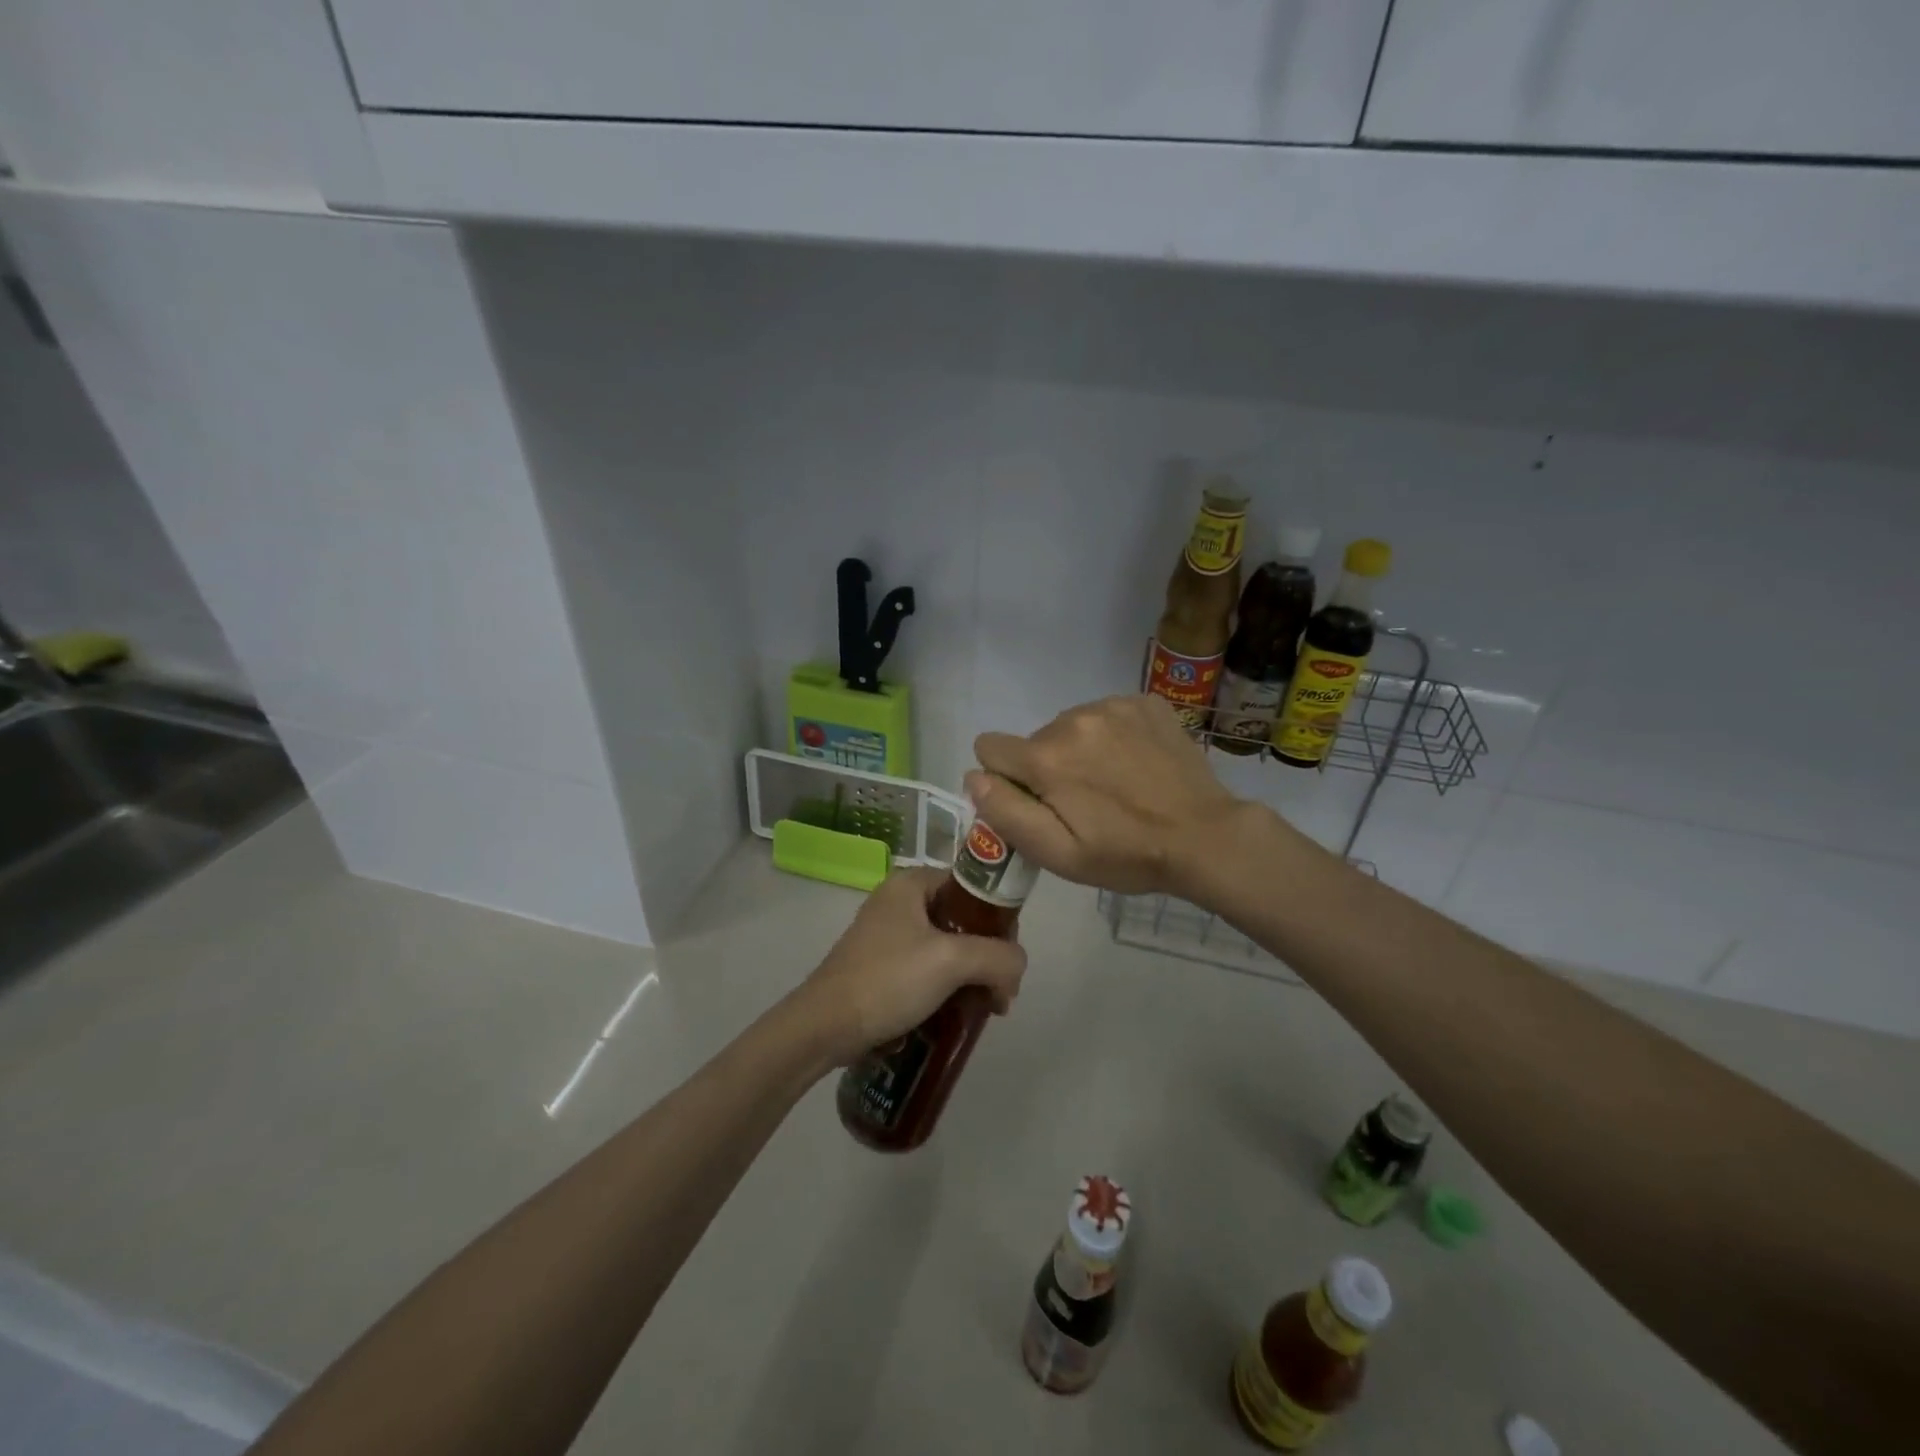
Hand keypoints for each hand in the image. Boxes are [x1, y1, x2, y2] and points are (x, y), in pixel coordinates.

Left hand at [793, 867, 1027, 1065]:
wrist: (824, 1027)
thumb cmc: (888, 980)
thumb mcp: (952, 961)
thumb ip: (998, 956)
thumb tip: (1017, 969)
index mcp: (912, 883)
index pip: (973, 887)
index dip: (1000, 919)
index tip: (1009, 958)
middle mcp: (899, 900)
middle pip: (963, 919)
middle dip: (988, 956)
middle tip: (1000, 993)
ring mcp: (888, 933)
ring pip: (948, 946)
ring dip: (971, 975)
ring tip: (984, 1009)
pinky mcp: (881, 965)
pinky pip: (928, 967)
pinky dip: (947, 986)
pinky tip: (955, 1014)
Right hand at [968, 695, 1247, 897]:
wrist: (1205, 837)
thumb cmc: (1127, 854)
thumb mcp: (1058, 854)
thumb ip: (1006, 812)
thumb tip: (974, 776)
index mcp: (1046, 757)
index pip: (989, 748)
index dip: (1005, 779)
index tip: (1036, 802)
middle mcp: (1072, 718)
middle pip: (1034, 740)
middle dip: (1047, 768)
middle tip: (1084, 802)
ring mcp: (1112, 705)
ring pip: (1070, 725)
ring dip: (1079, 750)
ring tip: (1114, 783)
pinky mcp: (1144, 702)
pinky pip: (1106, 714)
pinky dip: (1112, 736)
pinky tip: (1136, 764)